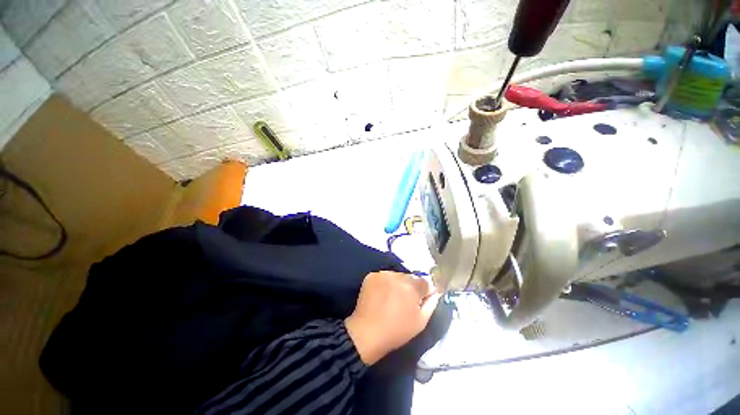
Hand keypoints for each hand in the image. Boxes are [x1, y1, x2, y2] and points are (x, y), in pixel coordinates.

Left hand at [344, 271, 440, 364]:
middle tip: (403, 301)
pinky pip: (384, 276)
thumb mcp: (421, 322)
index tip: (418, 301)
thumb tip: (435, 291)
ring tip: (391, 298)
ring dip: (397, 284)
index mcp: (412, 287)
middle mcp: (398, 276)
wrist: (367, 332)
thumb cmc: (397, 331)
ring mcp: (383, 274)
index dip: (423, 292)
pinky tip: (381, 295)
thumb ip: (431, 303)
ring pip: (396, 276)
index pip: (424, 282)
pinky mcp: (372, 275)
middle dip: (410, 287)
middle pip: (410, 277)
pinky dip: (385, 283)